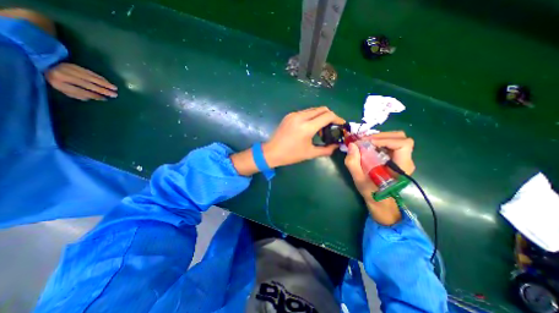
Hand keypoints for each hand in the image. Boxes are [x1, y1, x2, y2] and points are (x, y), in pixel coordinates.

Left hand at [46, 64, 118, 101]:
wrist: (46, 65)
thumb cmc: (58, 81)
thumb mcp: (64, 90)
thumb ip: (78, 95)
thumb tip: (95, 98)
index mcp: (58, 83)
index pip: (79, 91)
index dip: (93, 95)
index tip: (104, 99)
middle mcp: (62, 75)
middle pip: (86, 84)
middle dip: (102, 90)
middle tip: (114, 94)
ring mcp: (68, 69)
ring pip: (90, 77)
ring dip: (104, 83)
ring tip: (114, 88)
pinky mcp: (74, 65)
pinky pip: (90, 72)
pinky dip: (100, 77)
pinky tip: (108, 82)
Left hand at [263, 107, 345, 168]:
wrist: (271, 152)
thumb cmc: (291, 155)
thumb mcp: (310, 153)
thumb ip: (326, 150)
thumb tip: (337, 146)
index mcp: (307, 127)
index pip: (328, 116)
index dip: (338, 119)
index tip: (342, 124)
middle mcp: (301, 117)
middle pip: (322, 109)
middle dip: (330, 116)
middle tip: (331, 127)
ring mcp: (294, 114)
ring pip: (313, 110)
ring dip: (320, 116)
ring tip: (320, 130)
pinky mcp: (289, 115)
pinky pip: (305, 112)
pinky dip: (311, 117)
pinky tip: (309, 128)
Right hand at [346, 131, 414, 224]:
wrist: (380, 201)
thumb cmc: (371, 192)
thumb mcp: (359, 179)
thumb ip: (353, 163)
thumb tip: (352, 145)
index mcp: (402, 167)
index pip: (403, 144)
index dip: (385, 140)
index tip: (368, 142)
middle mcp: (406, 159)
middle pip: (400, 137)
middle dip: (381, 136)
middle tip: (364, 140)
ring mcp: (401, 157)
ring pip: (396, 138)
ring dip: (379, 137)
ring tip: (364, 141)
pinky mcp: (395, 157)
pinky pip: (390, 142)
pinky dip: (378, 140)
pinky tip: (368, 145)